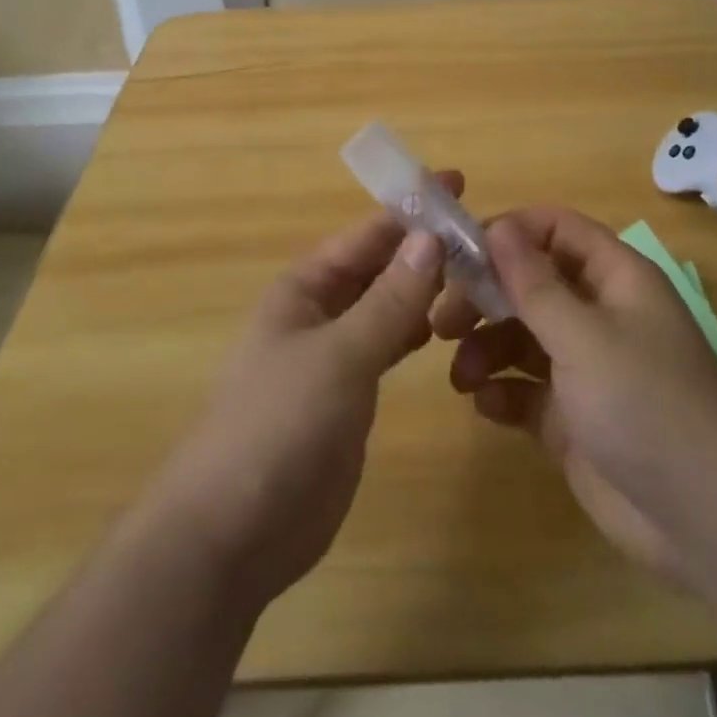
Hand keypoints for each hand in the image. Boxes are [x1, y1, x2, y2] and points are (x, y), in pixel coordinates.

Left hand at [139, 177, 457, 608]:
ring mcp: (334, 354)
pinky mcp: (347, 395)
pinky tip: (446, 327)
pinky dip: (415, 330)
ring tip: (477, 273)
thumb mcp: (339, 355)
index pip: (367, 234)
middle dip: (423, 246)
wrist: (233, 533)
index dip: (411, 207)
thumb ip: (389, 300)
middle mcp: (319, 311)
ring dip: (424, 287)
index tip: (457, 182)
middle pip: (379, 265)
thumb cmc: (278, 425)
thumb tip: (430, 237)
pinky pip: (388, 345)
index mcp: (305, 287)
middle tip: (483, 233)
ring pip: (387, 305)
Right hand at [433, 207, 716, 584]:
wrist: (710, 523)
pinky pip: (526, 389)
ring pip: (522, 336)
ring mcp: (586, 367)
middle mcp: (598, 314)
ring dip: (486, 347)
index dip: (510, 232)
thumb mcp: (585, 337)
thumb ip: (534, 284)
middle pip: (531, 283)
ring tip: (460, 374)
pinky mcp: (573, 418)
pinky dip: (502, 391)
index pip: (555, 229)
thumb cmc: (648, 405)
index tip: (461, 253)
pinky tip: (486, 404)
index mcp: (614, 278)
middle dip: (486, 297)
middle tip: (444, 319)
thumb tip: (497, 227)